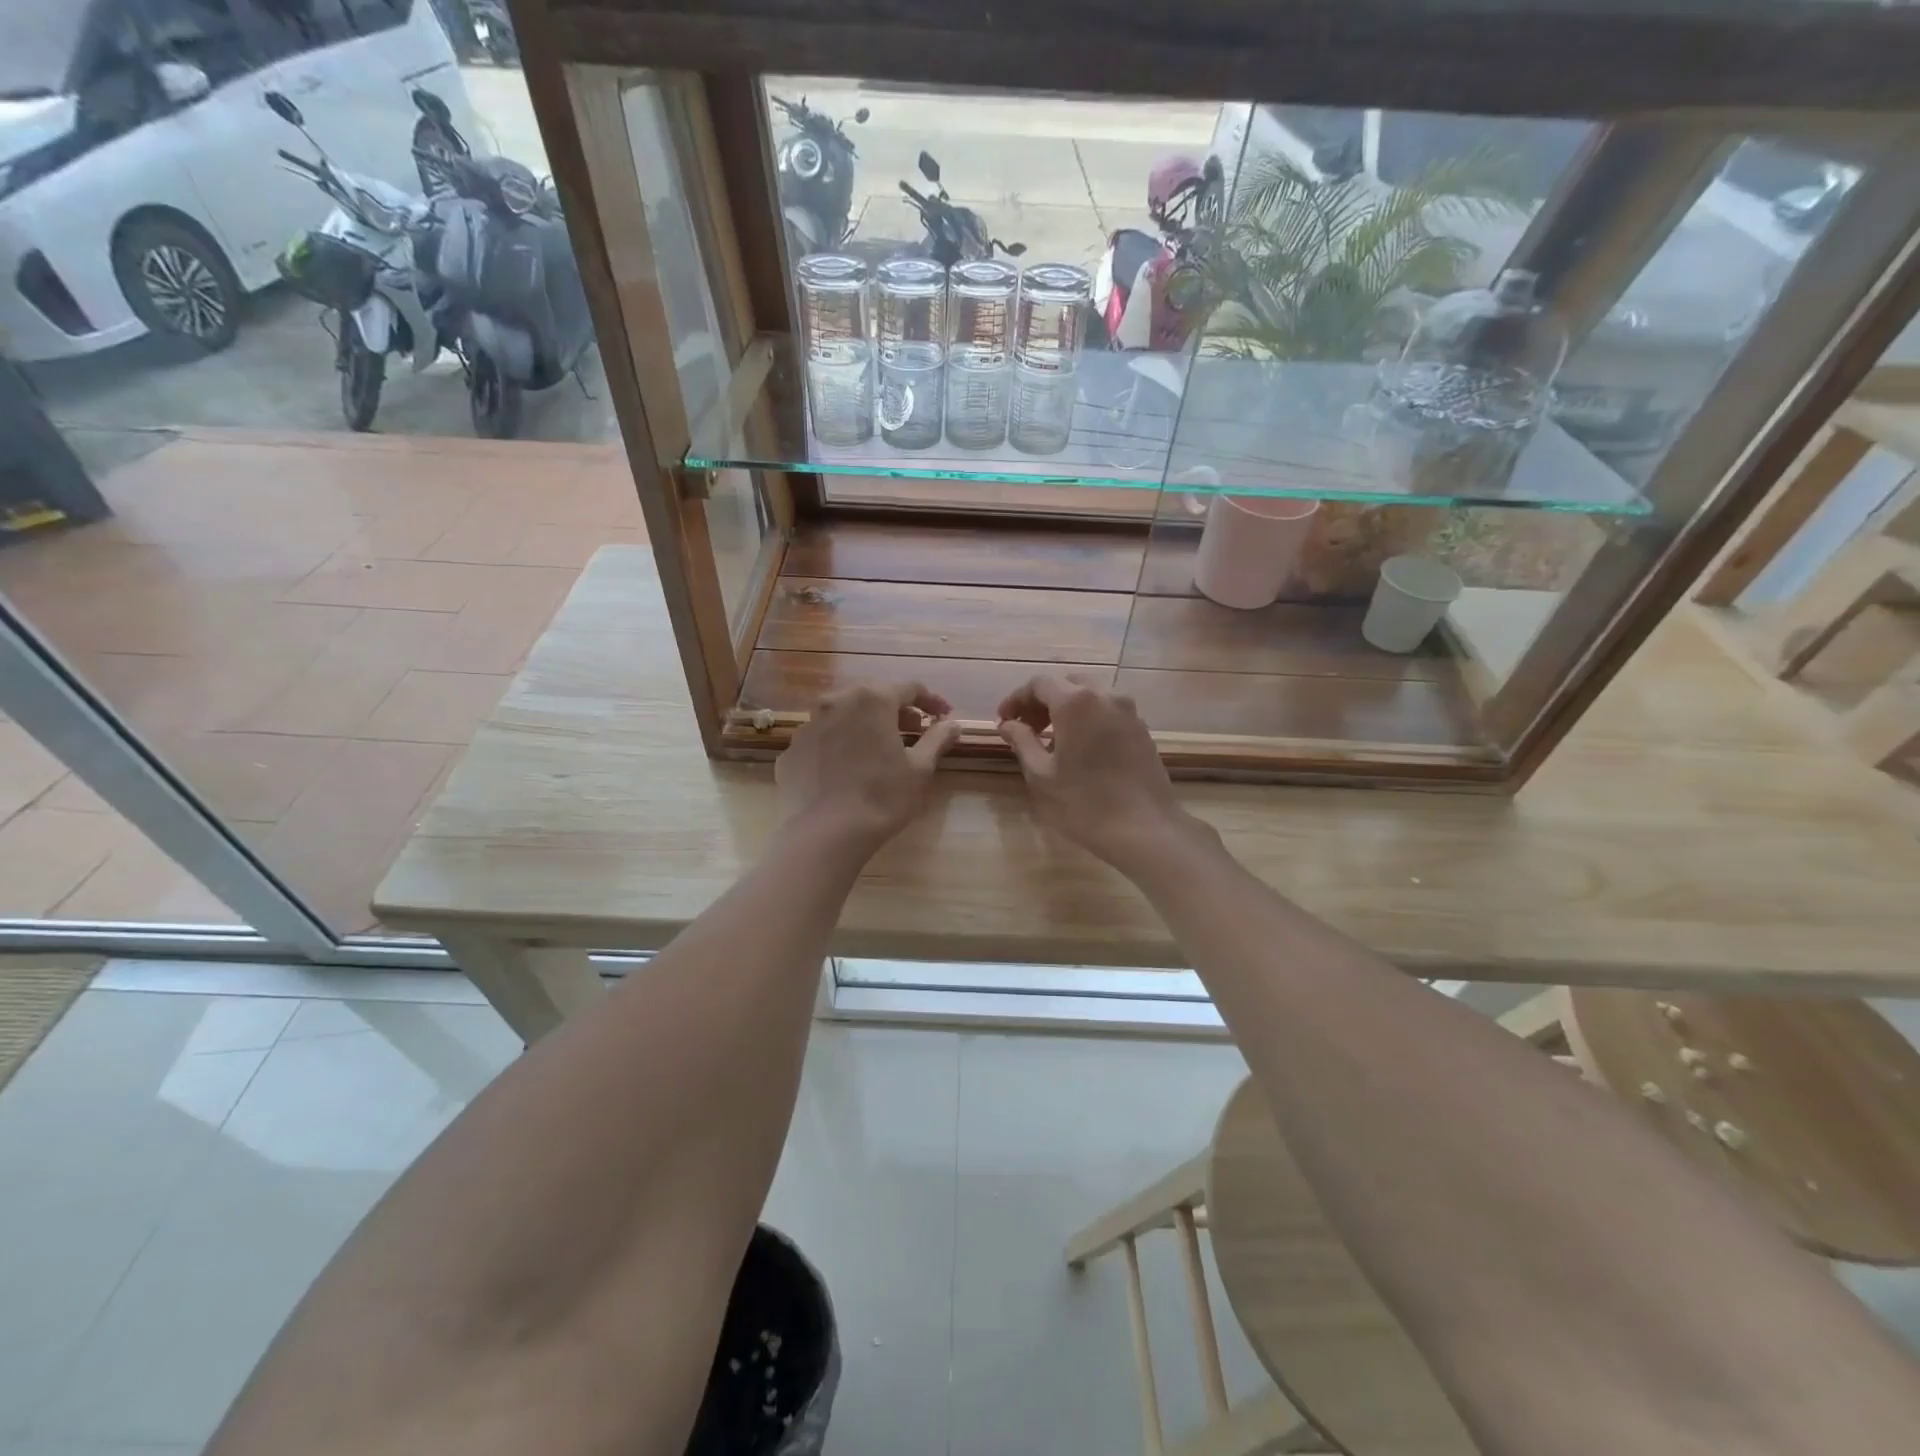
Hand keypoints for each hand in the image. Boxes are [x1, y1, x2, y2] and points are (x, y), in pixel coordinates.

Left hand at [776, 682, 960, 857]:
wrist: (826, 833)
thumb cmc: (882, 796)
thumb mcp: (920, 768)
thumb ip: (937, 739)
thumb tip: (952, 724)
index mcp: (872, 700)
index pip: (909, 688)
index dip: (931, 701)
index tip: (943, 716)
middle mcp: (837, 701)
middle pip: (873, 696)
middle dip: (896, 710)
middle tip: (913, 731)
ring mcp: (809, 724)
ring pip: (843, 715)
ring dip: (864, 724)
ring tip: (878, 748)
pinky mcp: (792, 750)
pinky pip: (822, 738)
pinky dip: (839, 744)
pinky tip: (847, 768)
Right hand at [996, 676, 1209, 872]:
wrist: (1145, 829)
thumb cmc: (1084, 803)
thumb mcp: (1041, 775)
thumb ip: (1022, 741)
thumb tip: (1008, 724)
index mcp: (1076, 702)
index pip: (1039, 684)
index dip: (1017, 699)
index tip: (1004, 721)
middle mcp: (1105, 696)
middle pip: (1067, 684)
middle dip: (1042, 701)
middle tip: (1026, 728)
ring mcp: (1129, 711)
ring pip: (1090, 696)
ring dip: (1066, 709)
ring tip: (1051, 739)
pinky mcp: (1142, 729)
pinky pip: (1108, 711)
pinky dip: (1088, 718)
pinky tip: (1079, 747)